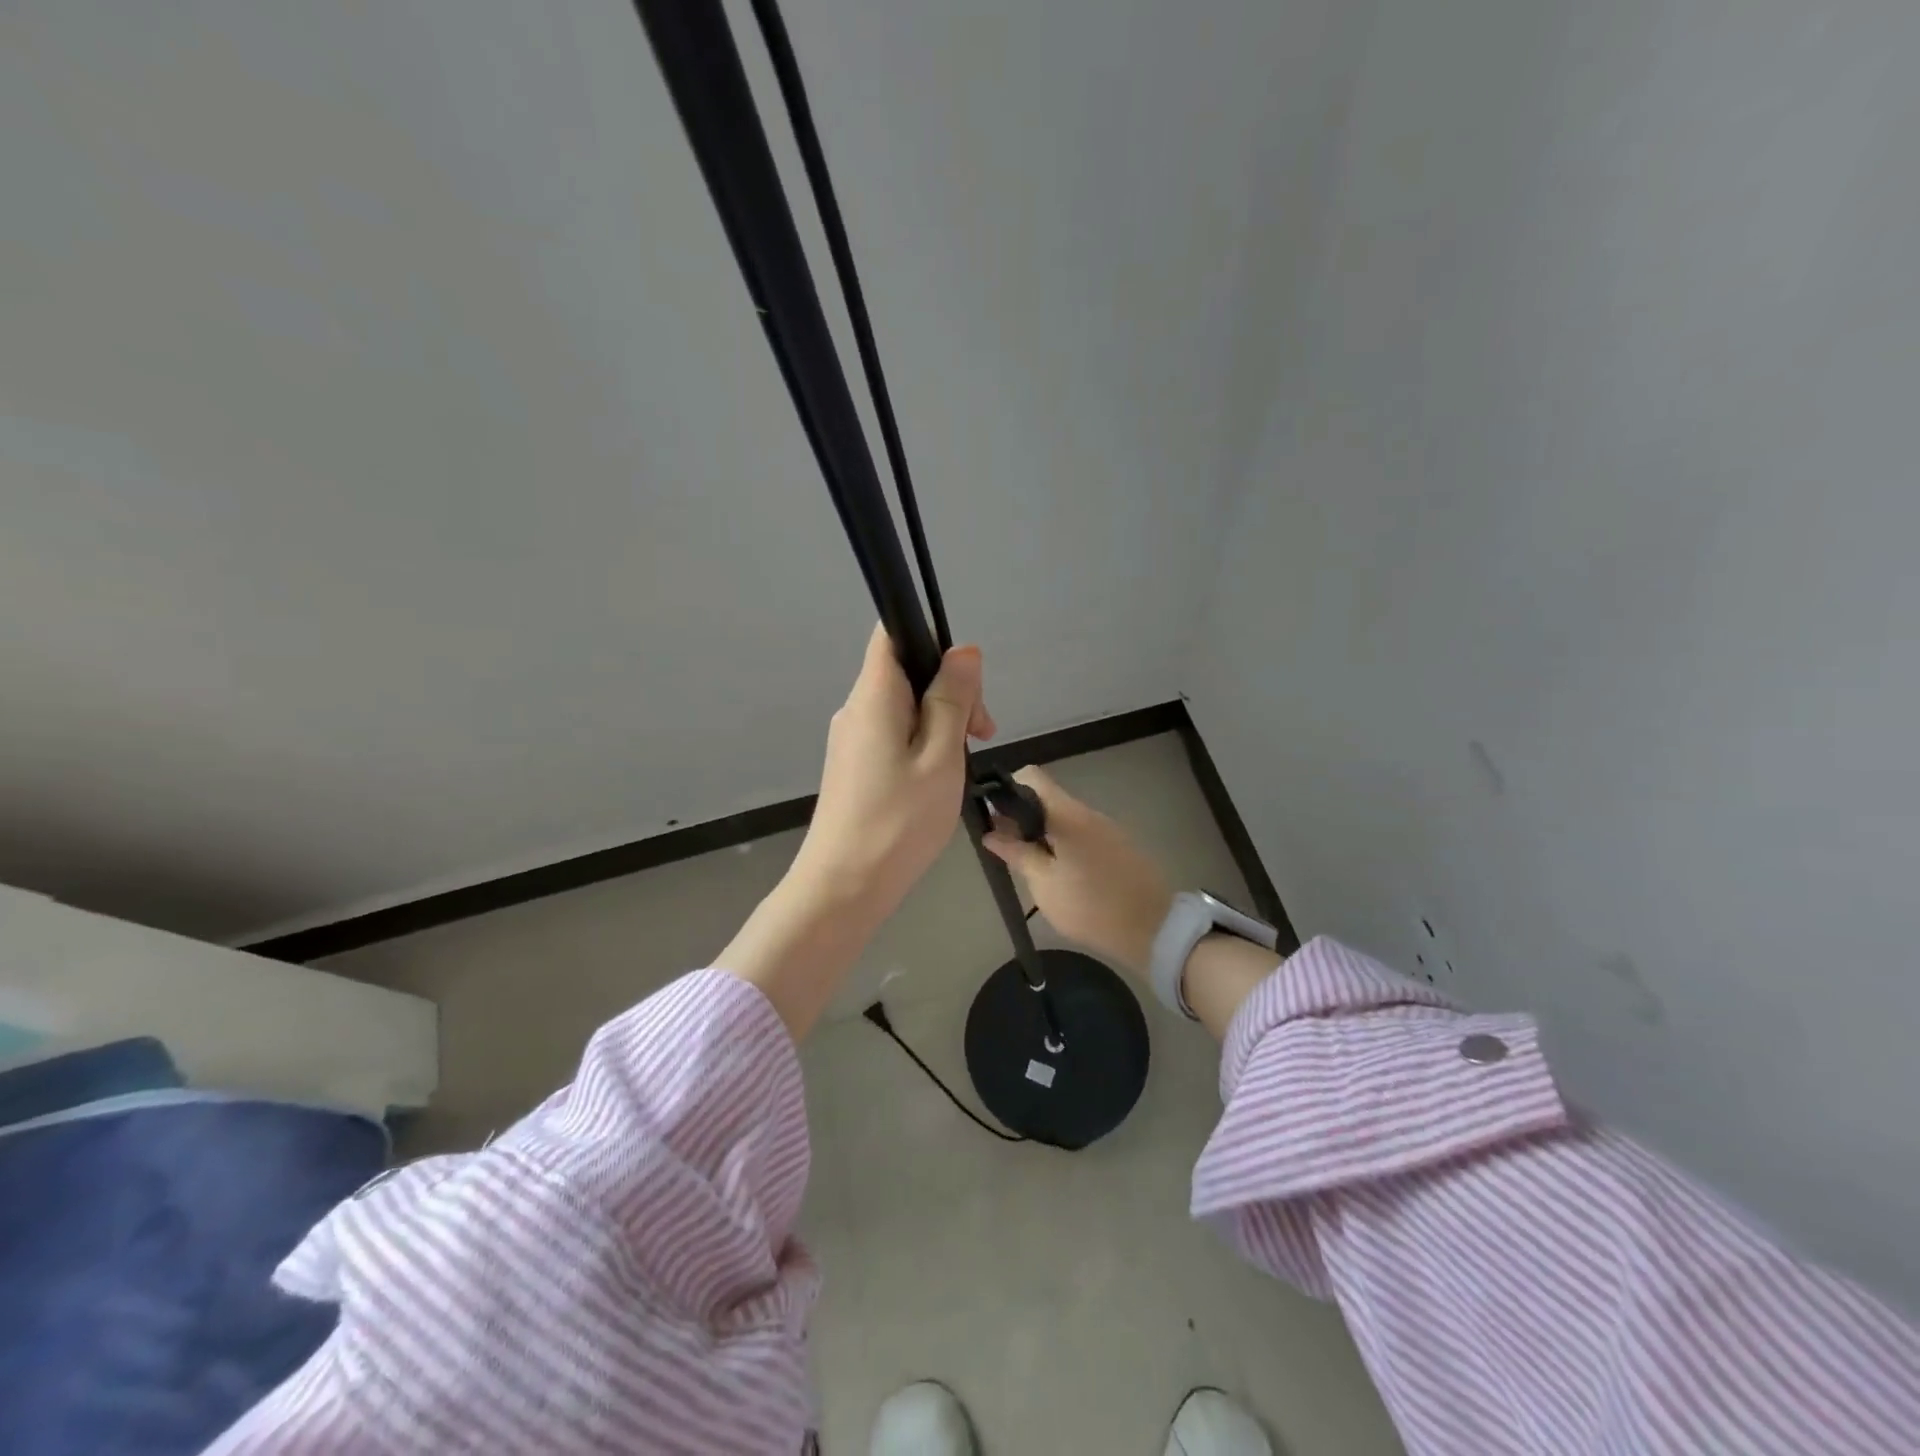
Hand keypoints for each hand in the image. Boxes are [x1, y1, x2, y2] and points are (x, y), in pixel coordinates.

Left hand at [790, 622, 995, 919]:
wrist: (843, 888)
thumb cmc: (898, 822)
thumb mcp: (940, 757)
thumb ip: (952, 700)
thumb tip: (963, 650)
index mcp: (873, 696)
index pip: (893, 634)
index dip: (933, 643)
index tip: (967, 686)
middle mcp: (856, 710)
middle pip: (905, 672)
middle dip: (950, 692)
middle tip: (981, 735)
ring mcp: (851, 740)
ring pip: (903, 708)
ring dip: (941, 722)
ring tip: (963, 765)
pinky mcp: (854, 767)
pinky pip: (893, 735)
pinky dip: (923, 744)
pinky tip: (939, 779)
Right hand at [981, 766, 1172, 975]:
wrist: (1153, 929)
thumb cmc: (1091, 907)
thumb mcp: (1044, 884)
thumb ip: (1017, 854)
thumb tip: (991, 833)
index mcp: (1068, 815)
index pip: (1032, 777)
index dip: (1008, 789)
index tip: (995, 817)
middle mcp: (1088, 812)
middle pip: (1047, 798)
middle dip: (1022, 817)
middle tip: (1006, 848)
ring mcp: (1107, 828)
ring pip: (1064, 818)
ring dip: (1043, 833)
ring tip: (1031, 864)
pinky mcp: (1119, 846)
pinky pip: (1082, 834)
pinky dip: (1064, 844)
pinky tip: (1060, 873)